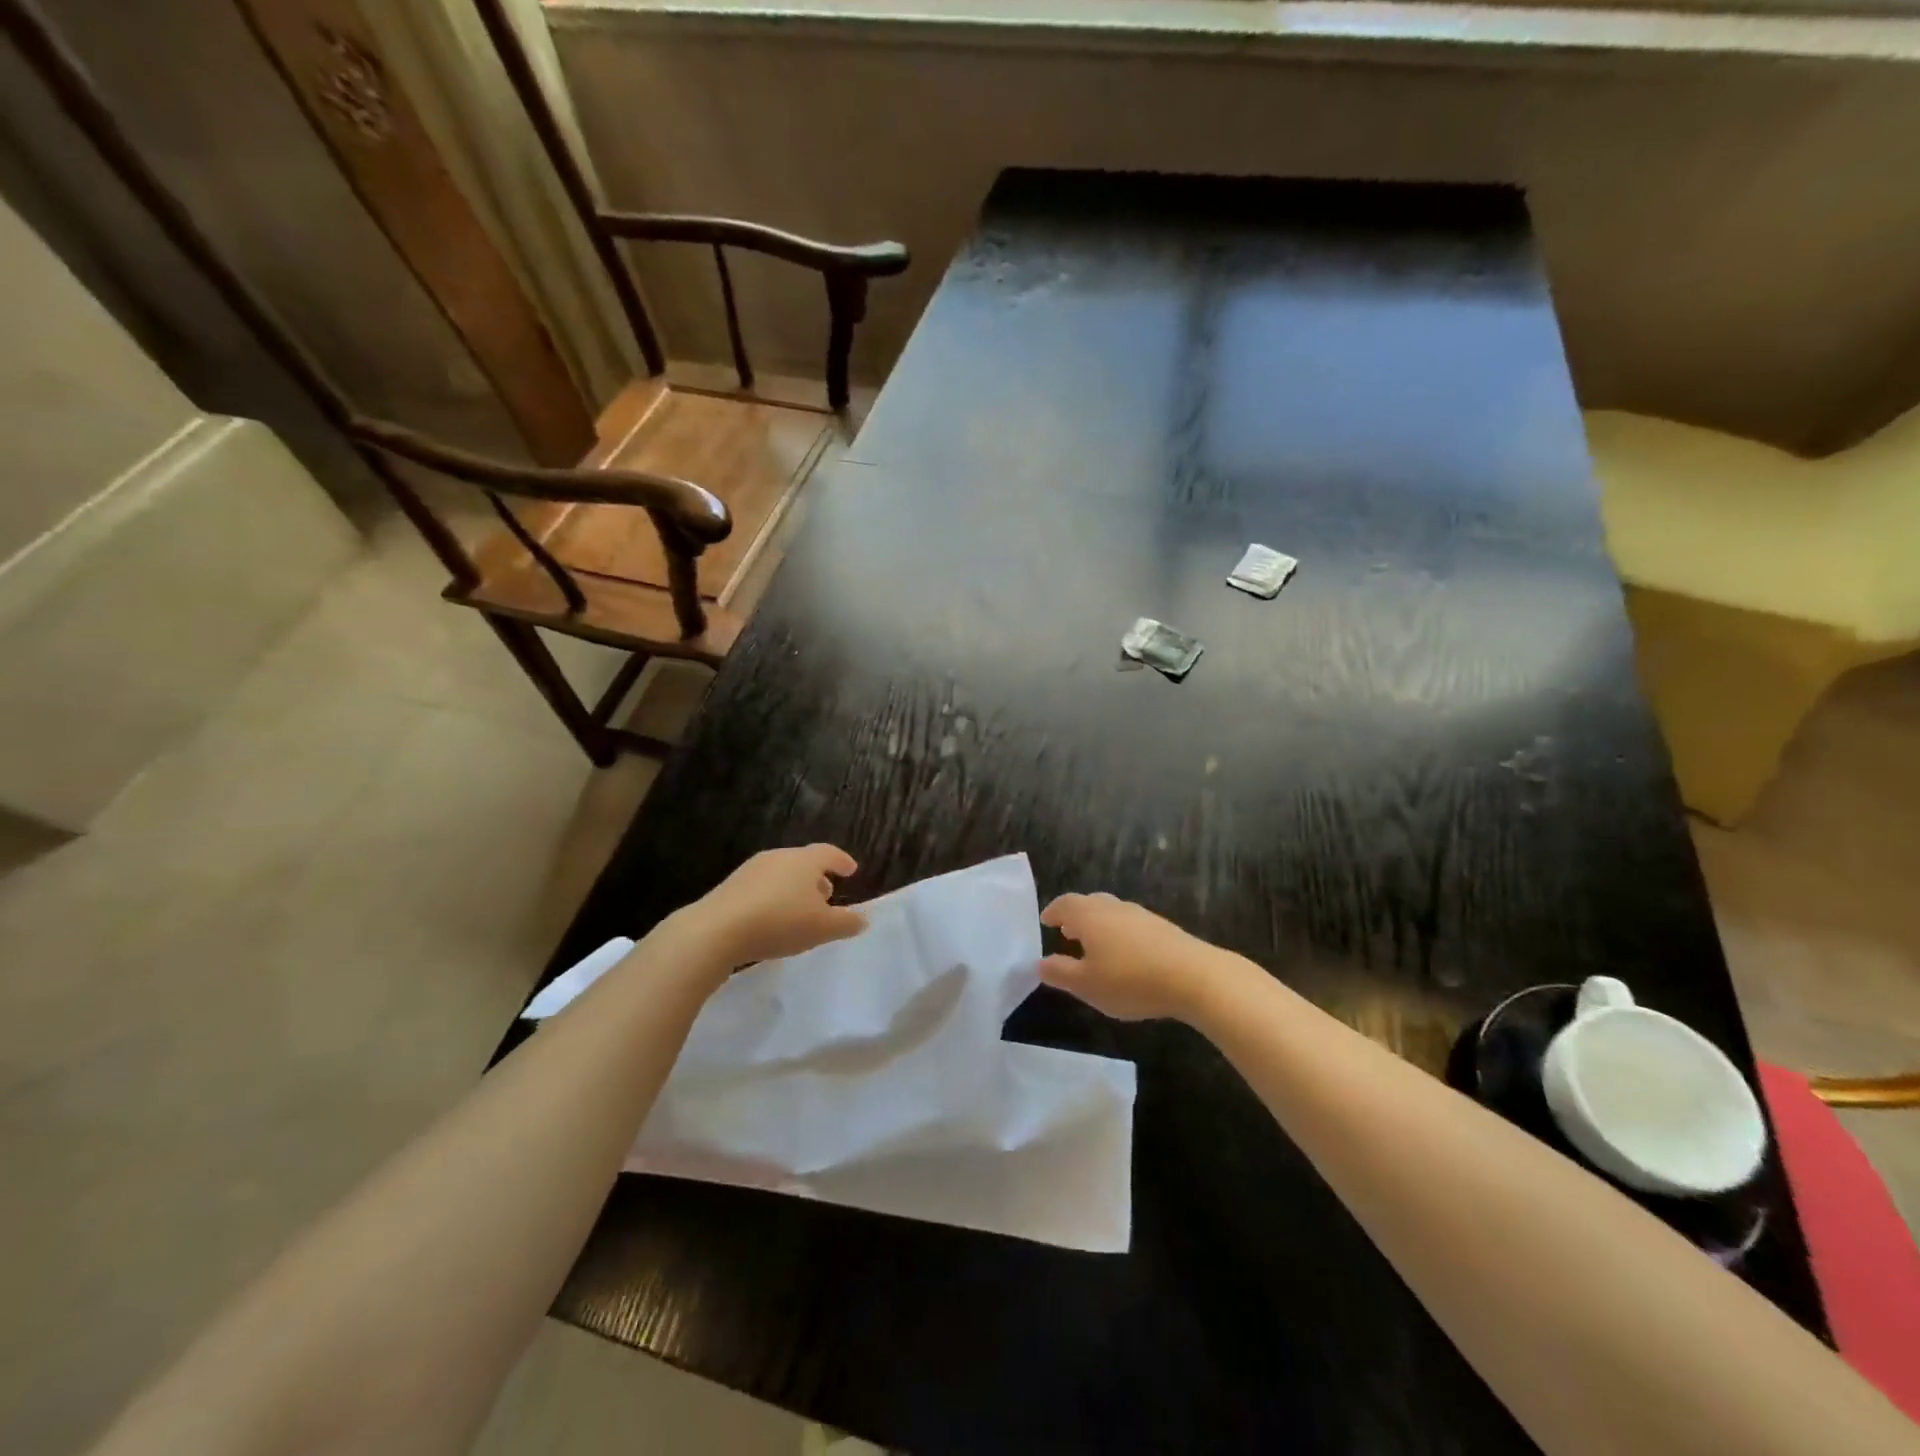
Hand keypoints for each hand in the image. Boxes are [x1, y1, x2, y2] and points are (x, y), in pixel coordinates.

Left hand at [684, 844, 866, 966]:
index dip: (842, 861)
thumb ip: (846, 923)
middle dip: (818, 877)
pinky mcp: (731, 886)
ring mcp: (751, 870)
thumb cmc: (780, 922)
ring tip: (800, 910)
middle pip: (804, 862)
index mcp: (804, 861)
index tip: (851, 870)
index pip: (829, 853)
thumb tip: (862, 919)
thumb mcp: (823, 928)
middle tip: (827, 895)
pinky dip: (774, 897)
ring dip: (795, 888)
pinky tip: (772, 919)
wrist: (716, 930)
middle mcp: (778, 857)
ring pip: (782, 874)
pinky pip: (762, 887)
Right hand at [1039, 892, 1219, 1021]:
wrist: (1194, 976)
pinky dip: (1120, 934)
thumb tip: (1040, 963)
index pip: (1065, 904)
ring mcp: (1141, 915)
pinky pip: (1132, 924)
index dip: (1053, 912)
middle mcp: (1113, 907)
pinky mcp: (1163, 928)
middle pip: (1090, 903)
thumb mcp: (1086, 985)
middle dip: (1076, 916)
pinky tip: (1126, 956)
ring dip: (1099, 925)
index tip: (1046, 921)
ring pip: (1112, 912)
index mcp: (1089, 916)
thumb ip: (1060, 972)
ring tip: (1095, 947)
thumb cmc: (1130, 980)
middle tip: (1067, 933)